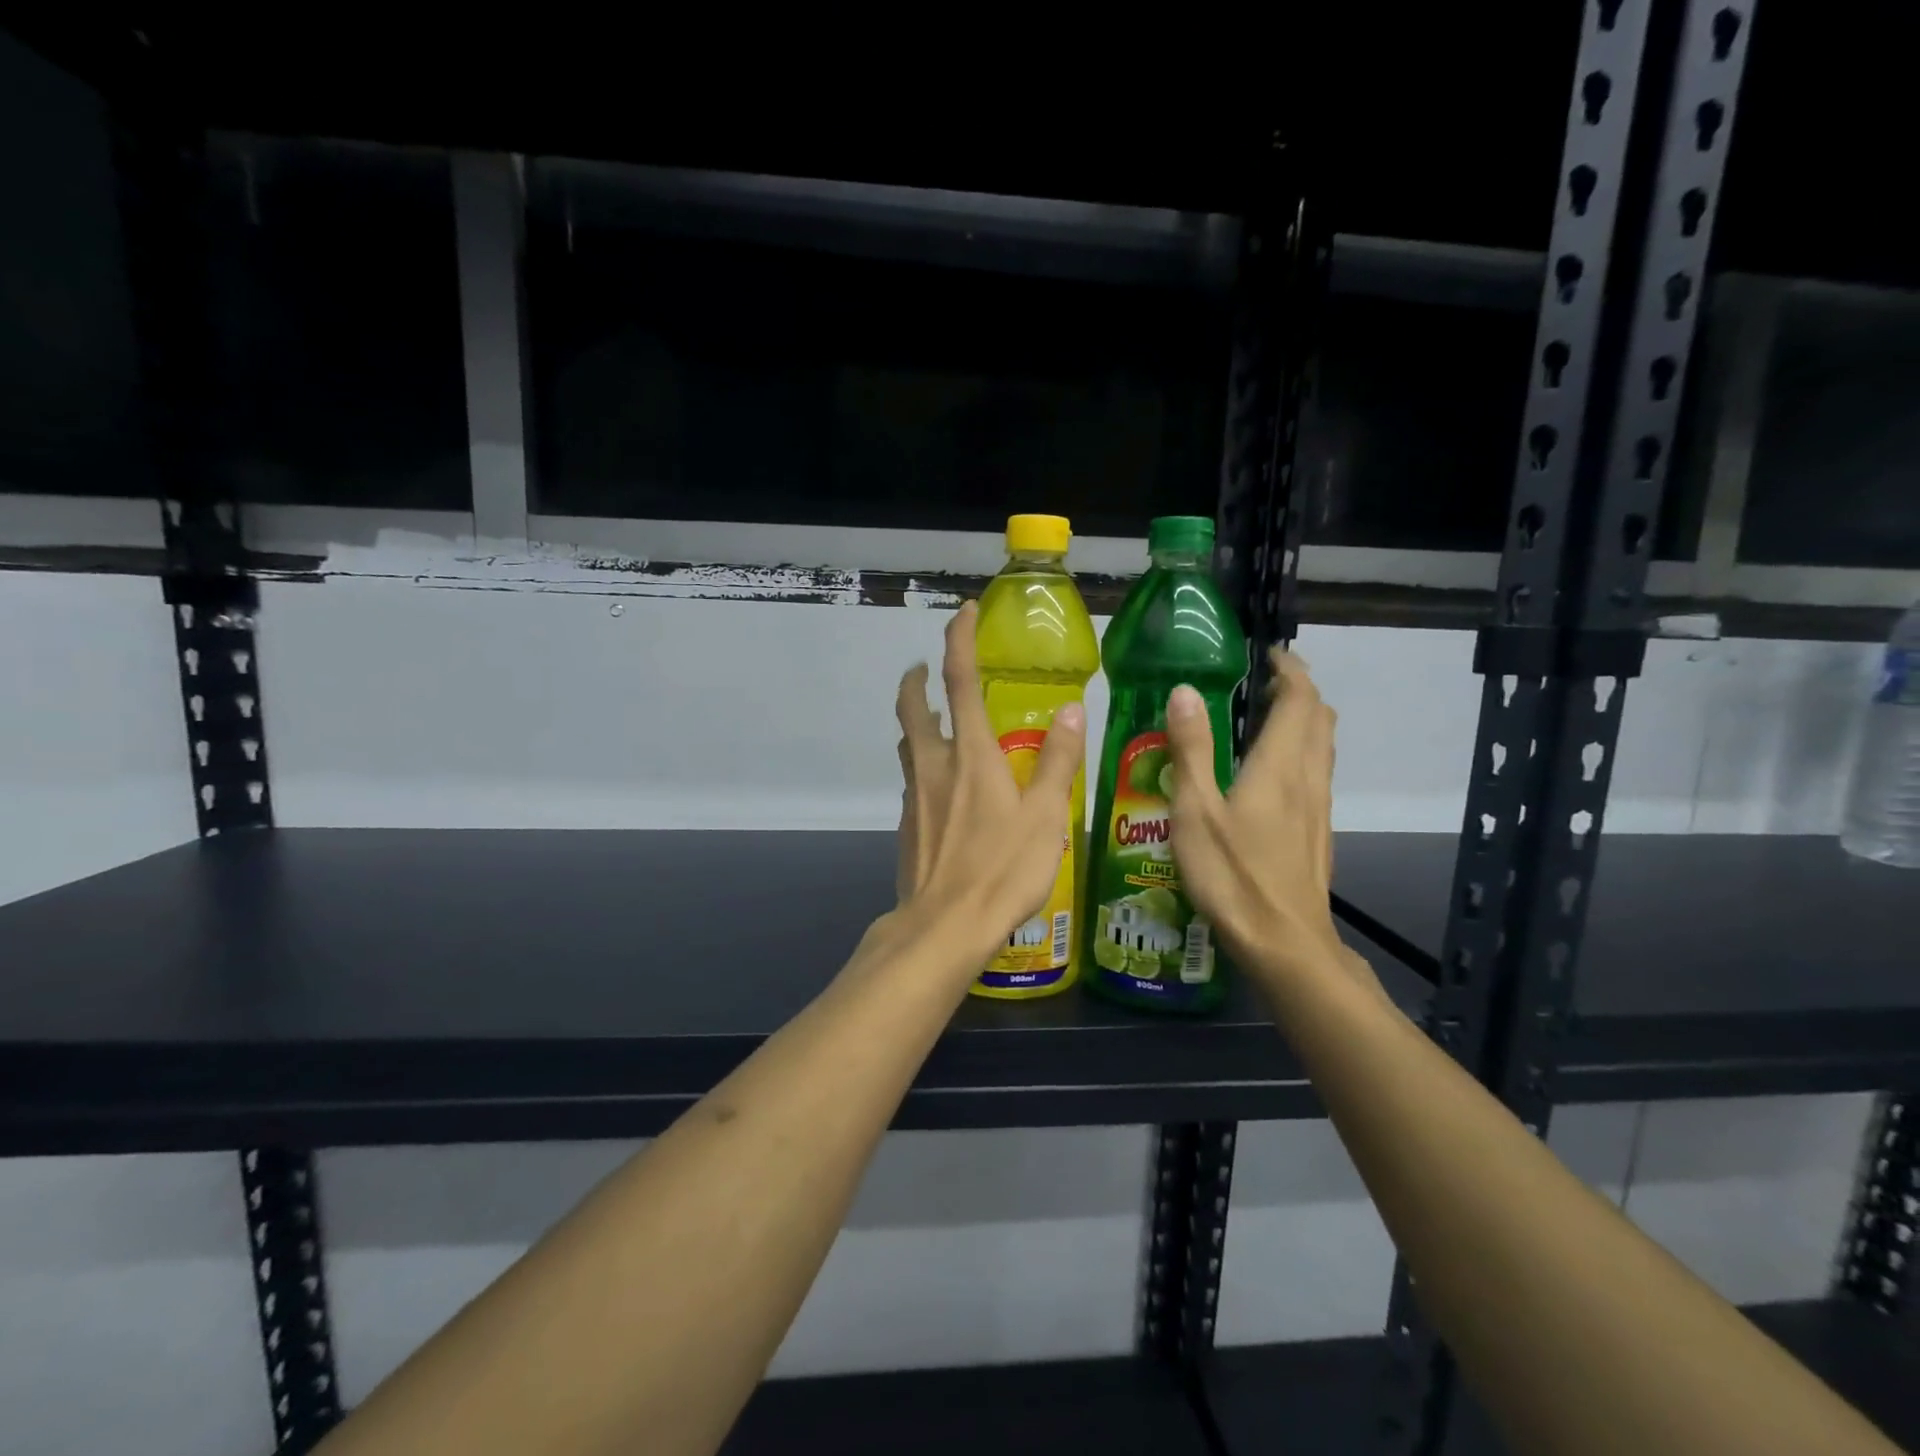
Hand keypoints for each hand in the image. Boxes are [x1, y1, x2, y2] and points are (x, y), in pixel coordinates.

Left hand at [893, 603, 1085, 970]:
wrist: (943, 927)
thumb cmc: (1002, 869)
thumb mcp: (1046, 816)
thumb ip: (1058, 760)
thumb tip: (1071, 710)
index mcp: (970, 753)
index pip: (958, 679)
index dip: (959, 639)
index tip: (964, 612)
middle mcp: (934, 765)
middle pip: (912, 707)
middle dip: (916, 679)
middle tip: (927, 669)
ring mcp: (914, 796)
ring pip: (907, 744)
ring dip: (916, 722)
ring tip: (937, 723)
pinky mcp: (906, 825)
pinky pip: (912, 781)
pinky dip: (923, 766)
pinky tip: (942, 789)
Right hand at [1163, 649, 1357, 987]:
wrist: (1284, 943)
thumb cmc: (1232, 874)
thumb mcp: (1195, 810)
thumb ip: (1191, 749)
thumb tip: (1184, 691)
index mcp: (1279, 765)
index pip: (1300, 699)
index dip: (1290, 670)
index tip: (1268, 655)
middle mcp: (1308, 778)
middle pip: (1320, 718)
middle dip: (1300, 691)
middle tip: (1264, 683)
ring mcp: (1318, 808)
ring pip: (1323, 747)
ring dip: (1304, 721)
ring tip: (1266, 719)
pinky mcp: (1317, 833)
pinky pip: (1316, 774)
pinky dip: (1301, 753)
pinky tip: (1270, 775)